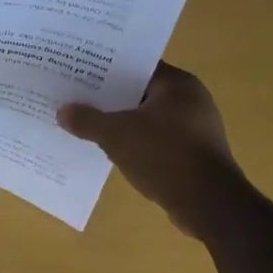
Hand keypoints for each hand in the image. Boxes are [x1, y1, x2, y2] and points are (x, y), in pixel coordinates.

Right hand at [57, 62, 244, 234]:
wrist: (210, 205)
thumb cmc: (165, 156)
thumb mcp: (116, 135)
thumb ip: (87, 120)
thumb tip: (63, 111)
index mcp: (178, 84)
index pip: (137, 66)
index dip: (107, 68)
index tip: (81, 71)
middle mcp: (191, 100)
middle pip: (141, 92)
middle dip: (111, 97)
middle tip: (78, 97)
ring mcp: (196, 129)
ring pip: (148, 118)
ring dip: (123, 123)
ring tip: (89, 124)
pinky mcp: (195, 155)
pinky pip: (157, 141)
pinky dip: (137, 143)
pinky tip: (113, 150)